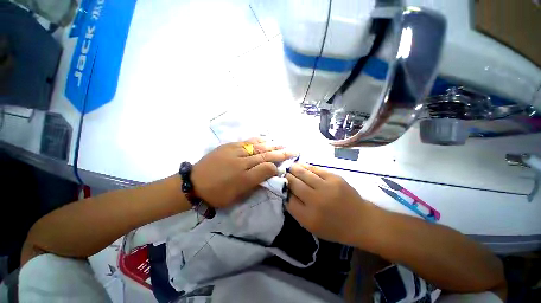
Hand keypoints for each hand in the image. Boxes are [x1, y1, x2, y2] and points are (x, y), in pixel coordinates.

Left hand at [192, 138, 295, 207]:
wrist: (193, 184)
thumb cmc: (217, 194)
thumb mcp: (237, 196)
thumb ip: (254, 183)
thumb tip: (268, 173)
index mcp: (243, 179)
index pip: (266, 169)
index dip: (277, 166)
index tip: (285, 165)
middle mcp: (241, 163)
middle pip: (265, 155)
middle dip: (280, 152)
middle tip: (293, 149)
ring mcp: (234, 152)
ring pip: (258, 147)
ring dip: (272, 145)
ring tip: (283, 143)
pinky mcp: (229, 146)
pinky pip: (247, 142)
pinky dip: (259, 140)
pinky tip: (266, 139)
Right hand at [285, 164, 373, 245]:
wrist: (362, 221)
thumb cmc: (335, 227)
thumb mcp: (312, 227)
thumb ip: (297, 211)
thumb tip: (287, 193)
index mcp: (309, 217)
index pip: (288, 200)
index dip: (283, 191)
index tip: (281, 186)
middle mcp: (316, 201)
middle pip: (294, 184)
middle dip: (287, 177)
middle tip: (283, 173)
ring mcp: (326, 187)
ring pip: (303, 174)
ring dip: (294, 169)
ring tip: (290, 167)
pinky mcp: (335, 178)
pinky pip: (315, 169)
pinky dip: (306, 167)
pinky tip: (301, 165)